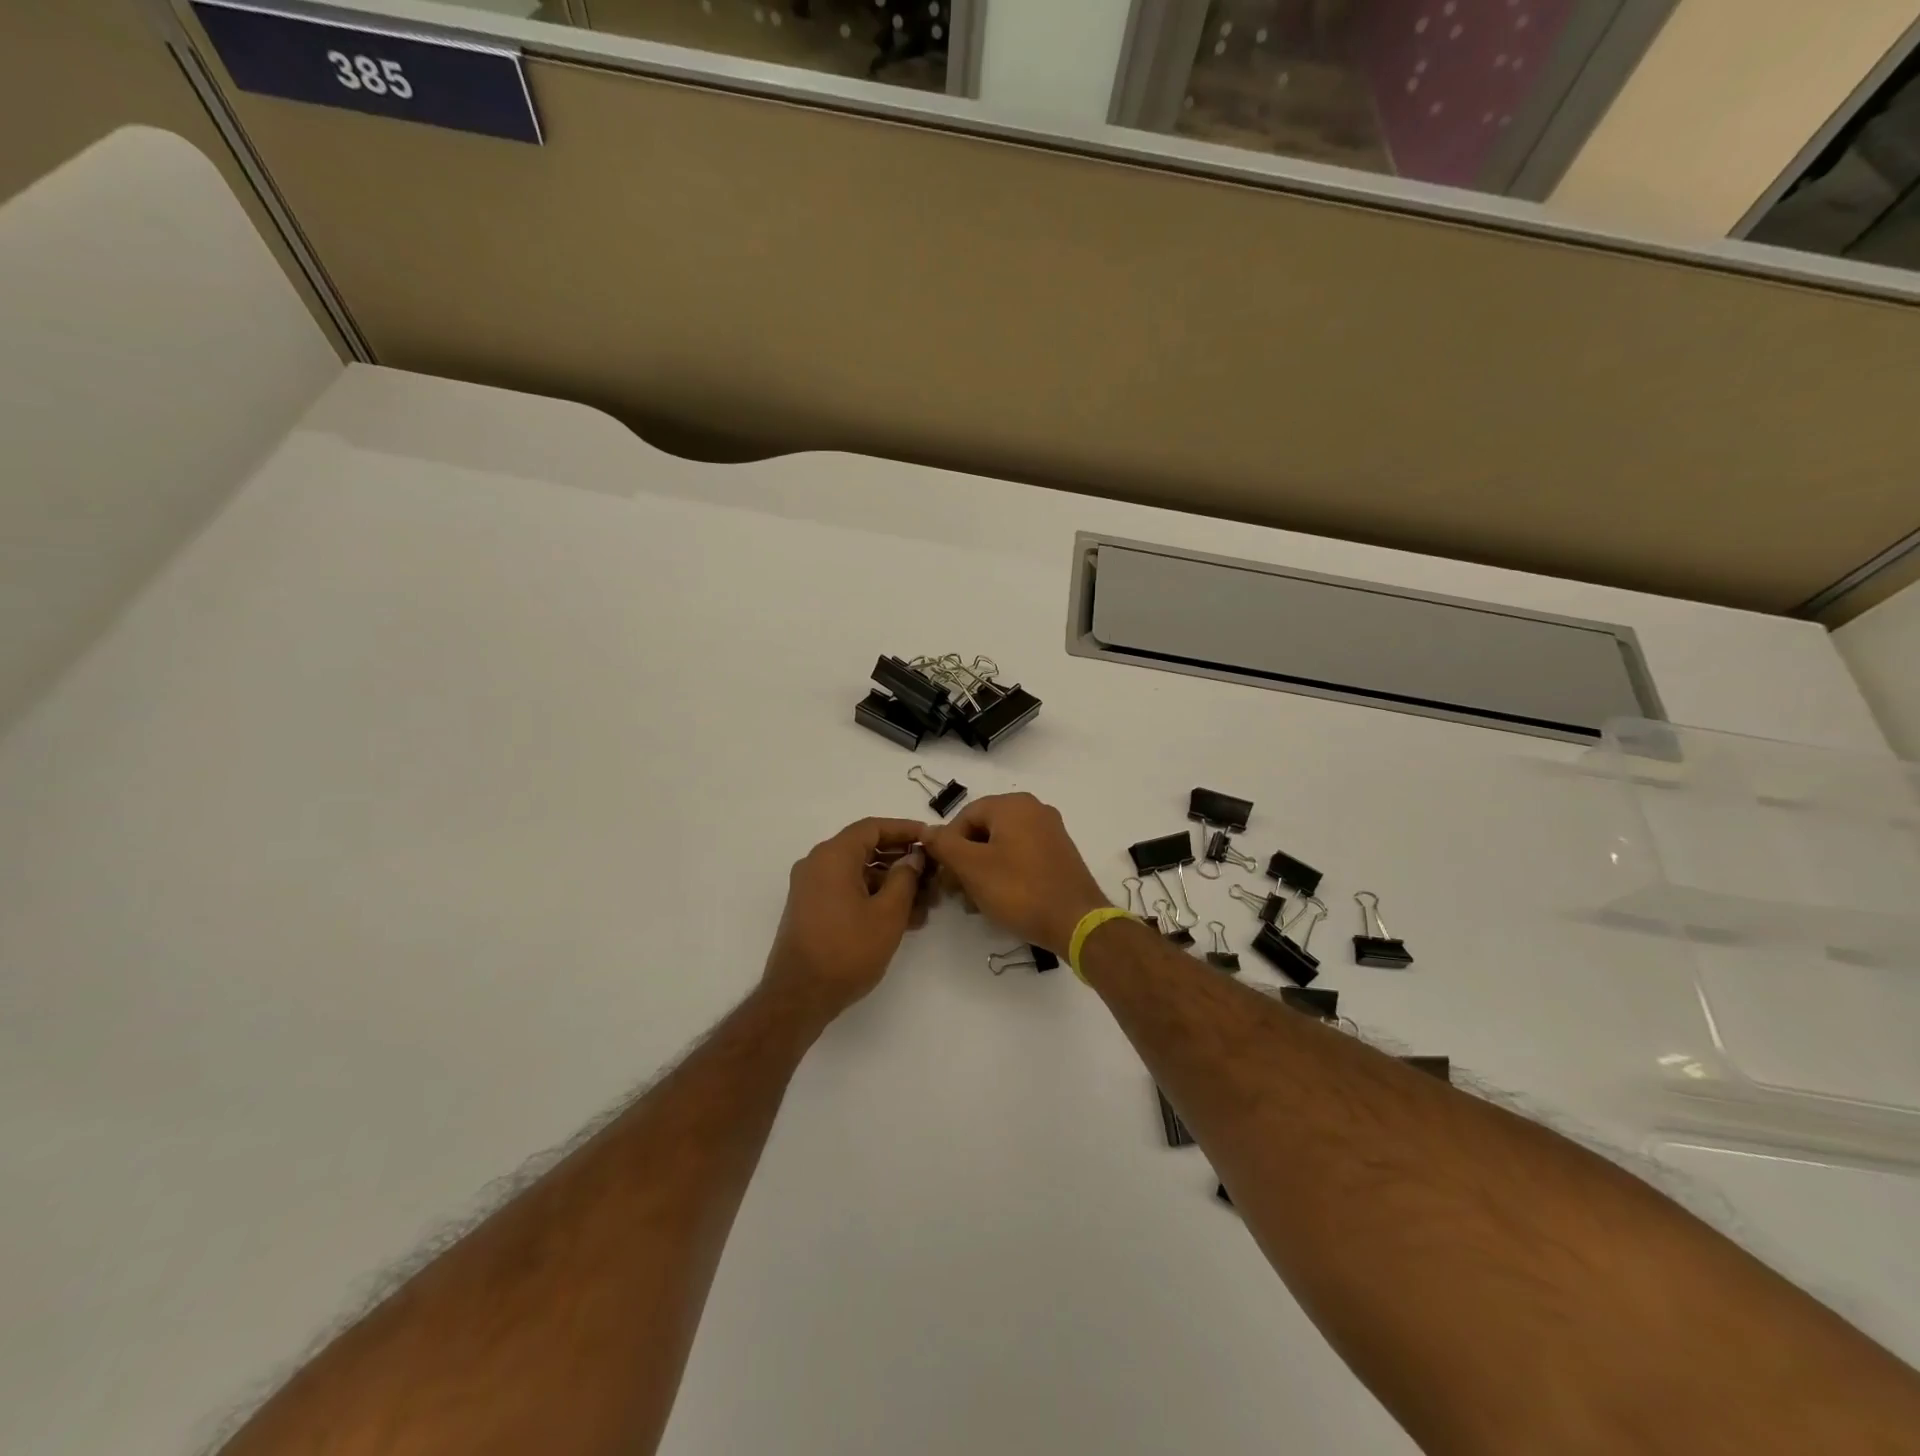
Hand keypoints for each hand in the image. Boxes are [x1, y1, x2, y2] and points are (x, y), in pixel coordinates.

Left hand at [762, 817, 929, 1024]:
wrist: (799, 996)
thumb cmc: (847, 950)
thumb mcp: (887, 914)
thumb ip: (905, 878)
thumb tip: (912, 858)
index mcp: (833, 856)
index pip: (873, 827)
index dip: (905, 830)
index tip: (931, 838)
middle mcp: (818, 864)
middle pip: (866, 849)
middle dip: (902, 861)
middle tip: (933, 875)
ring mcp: (812, 888)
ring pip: (859, 873)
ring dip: (892, 884)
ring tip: (925, 904)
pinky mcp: (812, 910)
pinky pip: (848, 891)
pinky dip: (874, 898)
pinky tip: (904, 919)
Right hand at [922, 793, 1108, 954]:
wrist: (1075, 921)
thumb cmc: (1019, 890)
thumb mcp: (972, 867)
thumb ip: (944, 845)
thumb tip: (927, 831)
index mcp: (1013, 805)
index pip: (964, 817)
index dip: (947, 846)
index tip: (944, 877)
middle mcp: (1034, 810)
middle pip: (983, 830)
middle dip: (964, 860)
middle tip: (955, 892)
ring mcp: (1050, 832)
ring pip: (1001, 846)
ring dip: (982, 870)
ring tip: (975, 902)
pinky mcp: (1059, 854)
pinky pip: (1021, 856)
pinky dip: (1004, 873)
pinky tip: (998, 899)